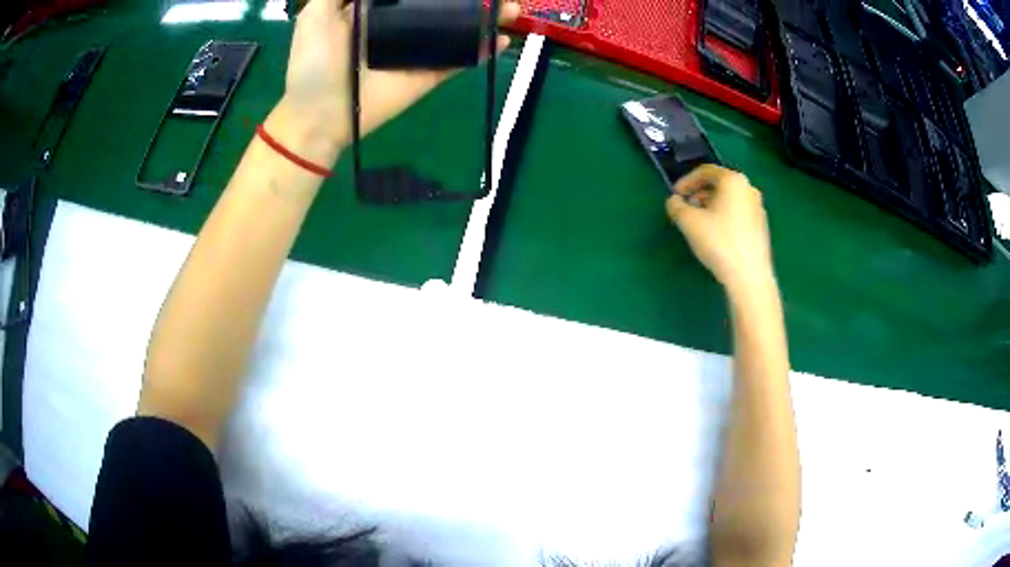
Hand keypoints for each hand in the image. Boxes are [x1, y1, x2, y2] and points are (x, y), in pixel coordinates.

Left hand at [280, 0, 520, 149]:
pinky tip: (502, 39)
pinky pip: (458, 60)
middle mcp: (402, 25)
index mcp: (377, 9)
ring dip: (486, 17)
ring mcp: (416, 50)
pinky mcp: (427, 74)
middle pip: (444, 5)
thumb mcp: (316, 14)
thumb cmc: (313, 62)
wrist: (319, 115)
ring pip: (457, 28)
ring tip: (511, 8)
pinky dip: (482, 50)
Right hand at [666, 165, 773, 291]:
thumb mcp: (689, 222)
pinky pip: (738, 213)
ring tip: (698, 223)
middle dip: (699, 194)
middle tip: (685, 208)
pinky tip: (716, 235)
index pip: (705, 171)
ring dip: (711, 206)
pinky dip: (724, 216)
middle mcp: (749, 189)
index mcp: (733, 180)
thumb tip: (674, 201)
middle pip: (719, 184)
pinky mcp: (761, 226)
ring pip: (729, 200)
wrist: (749, 276)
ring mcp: (758, 208)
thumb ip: (676, 206)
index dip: (686, 181)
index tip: (675, 195)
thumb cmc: (719, 242)